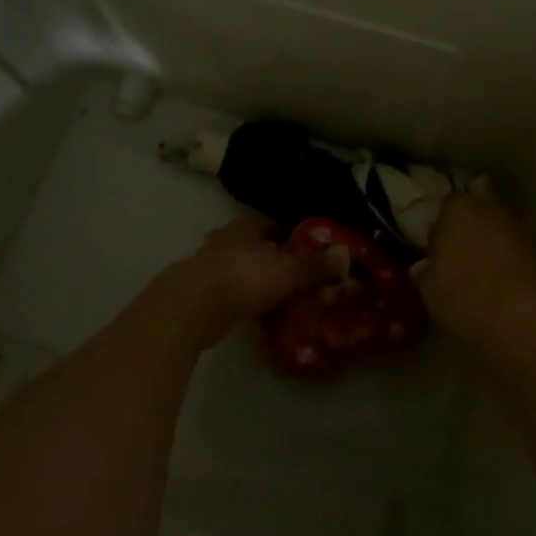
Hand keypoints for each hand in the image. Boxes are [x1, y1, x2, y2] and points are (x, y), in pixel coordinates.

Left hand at [168, 213, 312, 345]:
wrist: (192, 308)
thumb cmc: (243, 277)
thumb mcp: (287, 271)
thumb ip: (314, 266)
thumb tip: (343, 258)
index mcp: (245, 228)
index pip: (272, 222)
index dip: (293, 232)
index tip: (312, 245)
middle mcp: (225, 242)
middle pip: (256, 246)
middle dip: (276, 258)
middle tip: (301, 273)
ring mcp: (210, 269)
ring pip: (243, 270)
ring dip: (260, 281)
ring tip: (285, 295)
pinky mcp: (202, 296)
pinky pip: (233, 294)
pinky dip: (247, 300)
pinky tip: (262, 313)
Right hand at [413, 194, 535, 344]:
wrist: (514, 318)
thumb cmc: (460, 295)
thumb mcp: (428, 288)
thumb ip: (425, 271)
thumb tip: (423, 268)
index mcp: (458, 209)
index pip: (448, 205)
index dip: (444, 226)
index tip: (439, 247)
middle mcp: (492, 209)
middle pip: (480, 212)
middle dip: (473, 230)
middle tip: (463, 256)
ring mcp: (521, 228)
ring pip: (503, 230)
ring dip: (495, 244)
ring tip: (486, 272)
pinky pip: (521, 251)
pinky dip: (514, 261)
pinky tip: (507, 283)